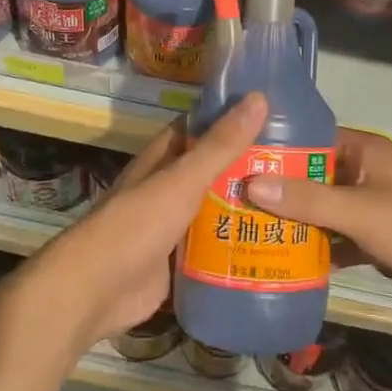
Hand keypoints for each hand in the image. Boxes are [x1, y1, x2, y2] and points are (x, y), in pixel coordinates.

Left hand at [42, 93, 268, 346]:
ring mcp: (170, 228)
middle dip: (246, 167)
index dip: (230, 118)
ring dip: (243, 208)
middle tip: (296, 164)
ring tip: (292, 204)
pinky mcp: (176, 264)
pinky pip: (211, 250)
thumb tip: (258, 98)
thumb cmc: (136, 225)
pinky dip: (234, 247)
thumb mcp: (182, 180)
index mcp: (161, 160)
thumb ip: (220, 145)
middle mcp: (165, 189)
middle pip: (210, 172)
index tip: (272, 114)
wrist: (96, 292)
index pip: (198, 128)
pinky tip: (270, 247)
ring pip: (213, 211)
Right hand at [245, 128, 391, 330]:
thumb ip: (306, 200)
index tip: (241, 163)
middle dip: (283, 189)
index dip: (280, 150)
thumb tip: (251, 184)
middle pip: (318, 175)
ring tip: (256, 230)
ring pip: (329, 208)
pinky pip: (343, 236)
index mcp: (367, 151)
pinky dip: (323, 246)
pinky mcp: (383, 237)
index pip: (314, 139)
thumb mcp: (358, 212)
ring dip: (301, 220)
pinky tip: (292, 261)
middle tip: (240, 202)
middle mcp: (370, 171)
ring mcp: (378, 206)